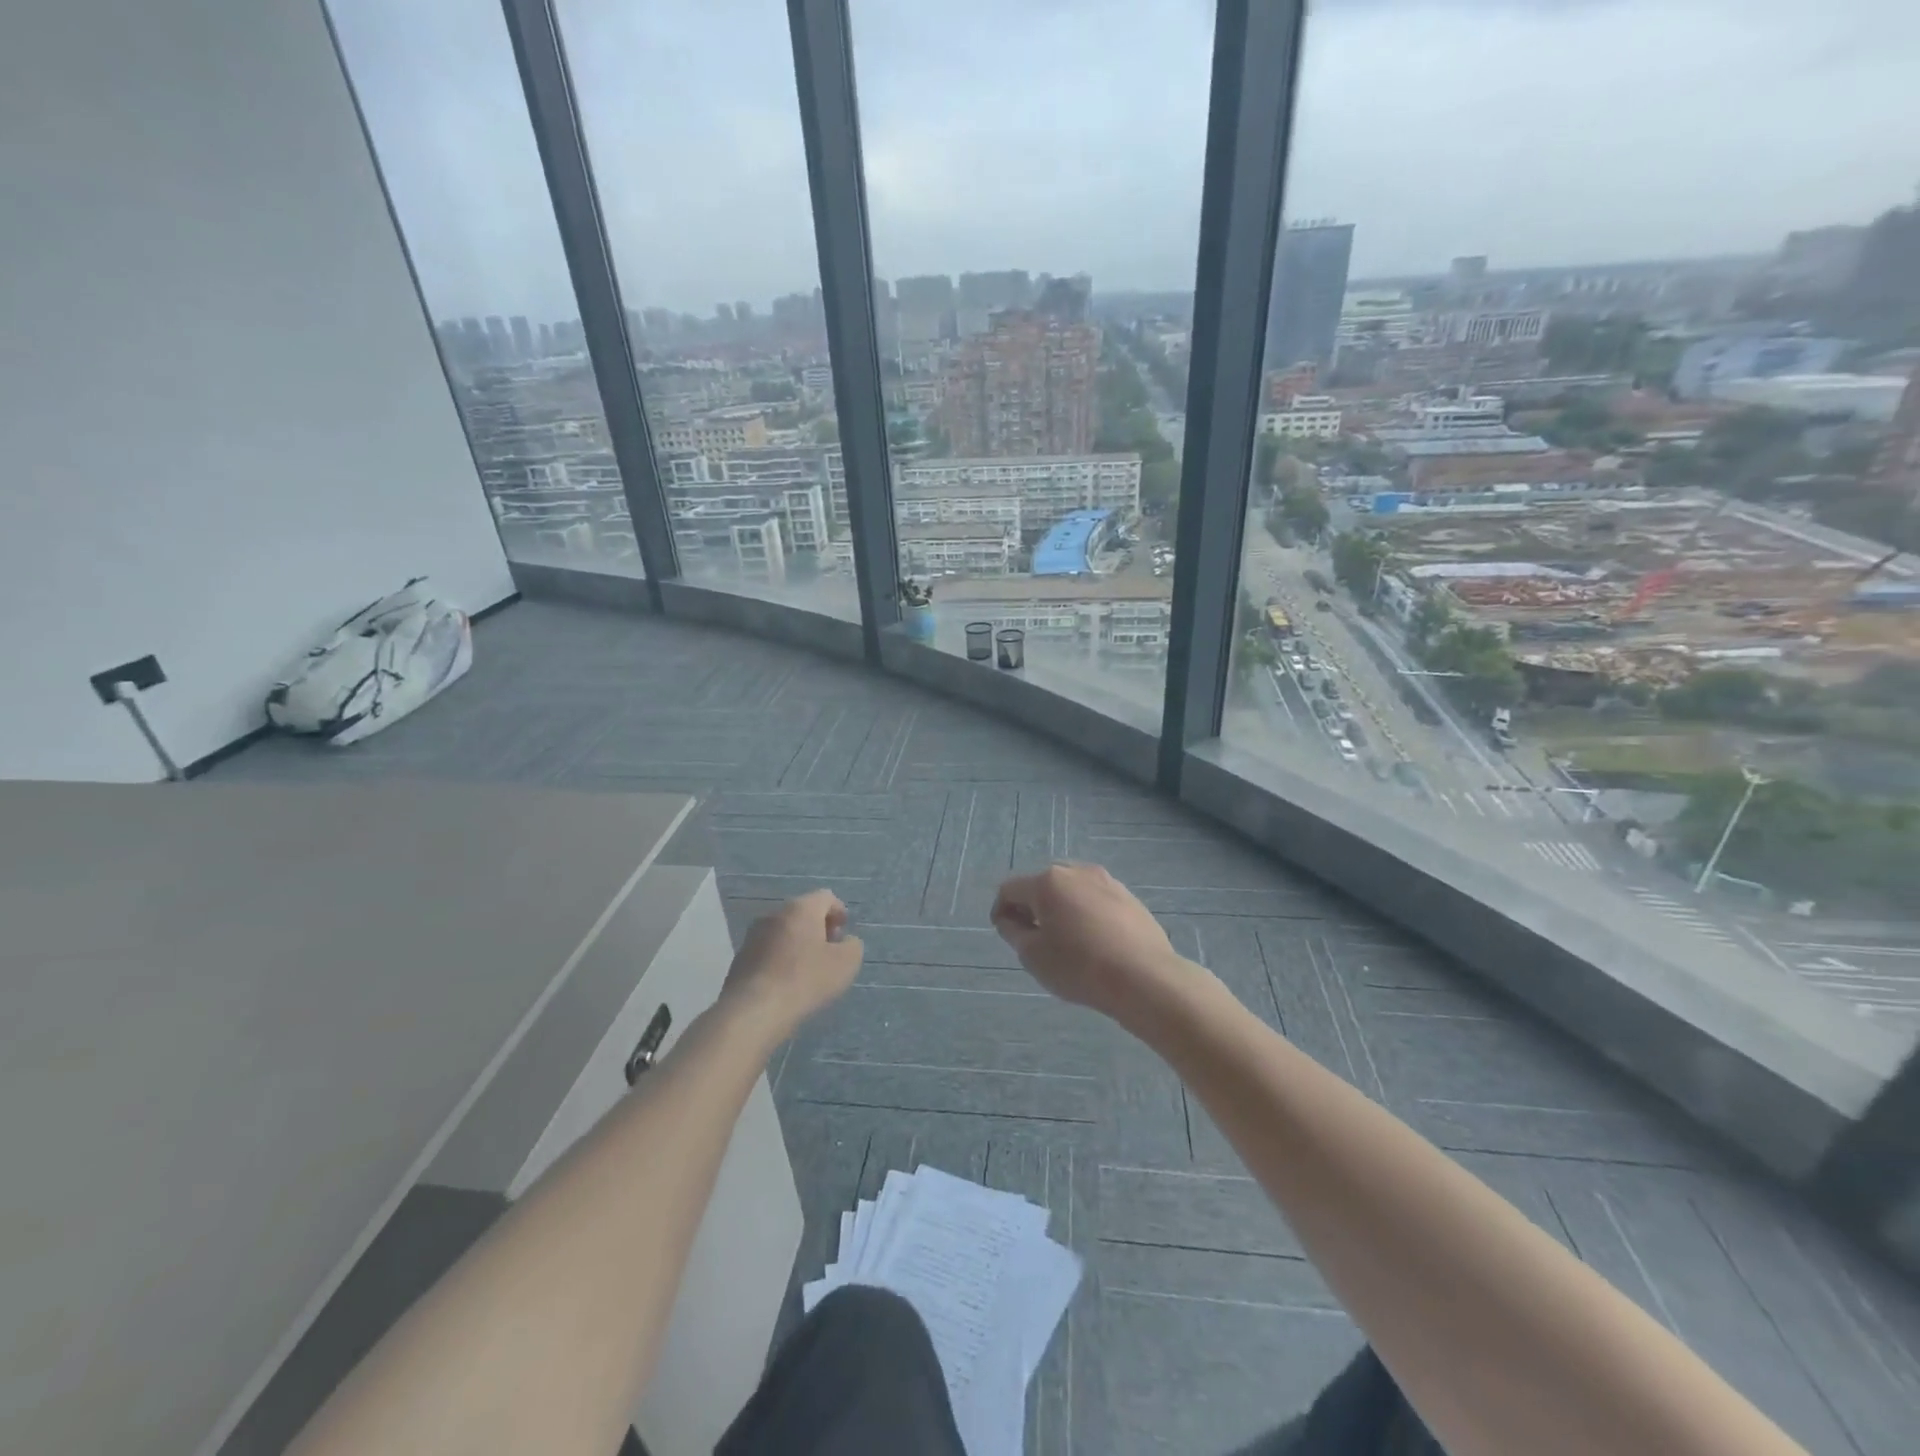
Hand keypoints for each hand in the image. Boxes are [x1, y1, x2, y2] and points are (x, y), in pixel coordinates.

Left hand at [724, 890, 863, 1035]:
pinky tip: (787, 981)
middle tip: (830, 949)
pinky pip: (768, 950)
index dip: (838, 911)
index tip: (844, 931)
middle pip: (802, 912)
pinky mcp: (740, 959)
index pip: (825, 897)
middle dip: (818, 927)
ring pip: (783, 931)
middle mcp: (774, 914)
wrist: (753, 1010)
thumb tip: (845, 942)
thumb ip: (852, 946)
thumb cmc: (806, 980)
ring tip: (809, 968)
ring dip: (798, 943)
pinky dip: (781, 958)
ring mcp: (753, 936)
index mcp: (800, 909)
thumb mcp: (846, 963)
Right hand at [991, 863, 1198, 1025]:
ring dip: (1061, 908)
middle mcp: (1076, 871)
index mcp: (1047, 882)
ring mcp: (1106, 881)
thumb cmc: (1079, 966)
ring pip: (1071, 890)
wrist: (1144, 977)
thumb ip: (1013, 931)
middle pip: (1042, 884)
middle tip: (1034, 936)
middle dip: (1032, 906)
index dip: (1001, 910)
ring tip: (1066, 939)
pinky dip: (1086, 913)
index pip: (1010, 889)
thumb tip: (1010, 918)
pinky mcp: (1128, 896)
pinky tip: (1094, 940)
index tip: (1005, 933)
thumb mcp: (1033, 955)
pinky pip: (1096, 899)